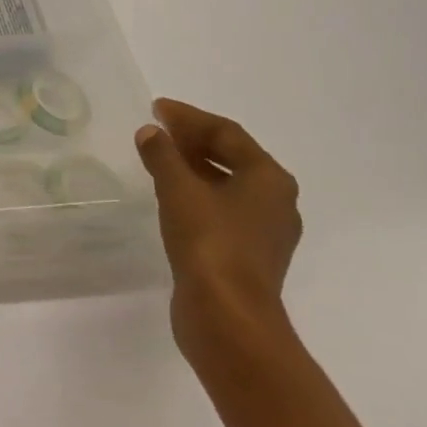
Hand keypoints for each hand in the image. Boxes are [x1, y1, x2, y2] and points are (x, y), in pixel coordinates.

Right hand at [135, 98, 300, 365]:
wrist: (228, 318)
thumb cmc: (210, 243)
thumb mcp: (178, 189)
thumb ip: (163, 155)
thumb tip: (151, 132)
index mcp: (269, 179)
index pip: (227, 133)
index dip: (189, 117)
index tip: (156, 108)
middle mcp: (275, 201)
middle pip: (232, 157)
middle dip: (193, 140)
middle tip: (157, 129)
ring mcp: (264, 232)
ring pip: (226, 185)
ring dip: (193, 167)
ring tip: (159, 158)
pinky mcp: (247, 256)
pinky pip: (221, 209)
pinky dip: (196, 194)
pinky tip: (170, 196)